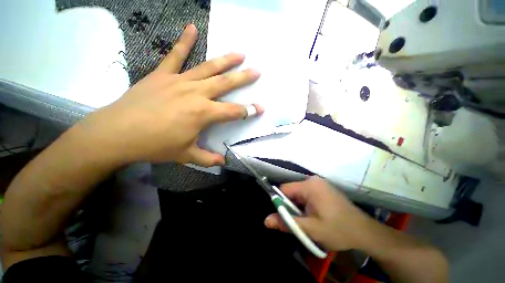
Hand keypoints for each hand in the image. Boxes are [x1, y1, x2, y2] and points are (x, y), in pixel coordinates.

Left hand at [78, 24, 261, 165]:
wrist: (117, 133)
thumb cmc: (155, 145)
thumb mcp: (186, 155)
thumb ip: (208, 158)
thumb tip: (223, 162)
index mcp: (203, 113)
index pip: (233, 111)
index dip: (249, 111)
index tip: (260, 108)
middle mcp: (196, 93)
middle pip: (225, 84)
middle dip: (243, 78)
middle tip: (257, 71)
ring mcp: (179, 81)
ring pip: (208, 67)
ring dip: (226, 60)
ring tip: (240, 53)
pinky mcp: (163, 75)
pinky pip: (175, 55)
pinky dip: (184, 41)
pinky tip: (192, 28)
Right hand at [264, 176, 372, 250]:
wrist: (365, 232)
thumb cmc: (338, 230)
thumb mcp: (311, 229)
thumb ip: (287, 223)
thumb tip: (266, 220)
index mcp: (309, 185)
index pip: (284, 189)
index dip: (281, 203)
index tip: (284, 217)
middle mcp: (313, 180)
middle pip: (292, 191)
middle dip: (291, 206)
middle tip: (298, 222)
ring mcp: (319, 184)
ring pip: (299, 194)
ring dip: (298, 207)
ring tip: (307, 220)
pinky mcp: (323, 189)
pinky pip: (307, 194)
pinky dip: (305, 205)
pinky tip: (314, 216)